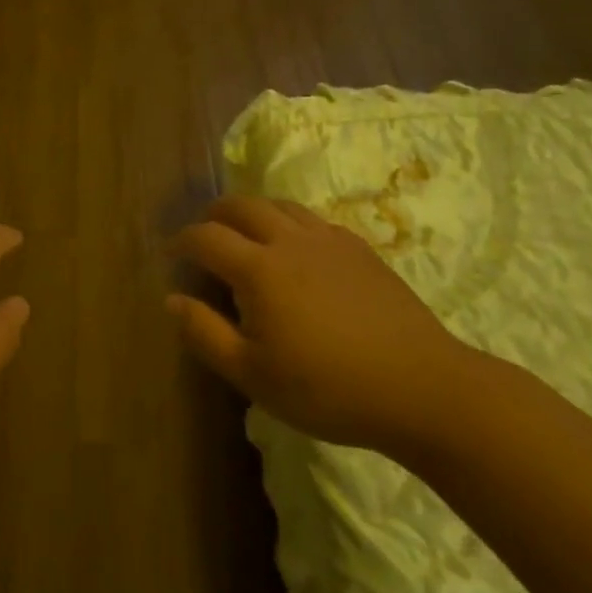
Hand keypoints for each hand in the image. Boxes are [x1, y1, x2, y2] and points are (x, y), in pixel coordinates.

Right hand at [168, 195, 479, 459]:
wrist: (421, 387)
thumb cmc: (328, 388)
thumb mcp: (254, 375)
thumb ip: (205, 334)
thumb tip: (172, 299)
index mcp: (258, 269)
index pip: (206, 237)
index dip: (181, 241)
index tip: (170, 253)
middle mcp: (289, 240)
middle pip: (241, 205)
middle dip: (214, 214)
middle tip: (204, 235)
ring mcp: (328, 240)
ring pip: (279, 204)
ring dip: (253, 211)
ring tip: (246, 234)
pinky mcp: (359, 249)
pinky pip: (313, 219)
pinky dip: (290, 222)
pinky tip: (297, 249)